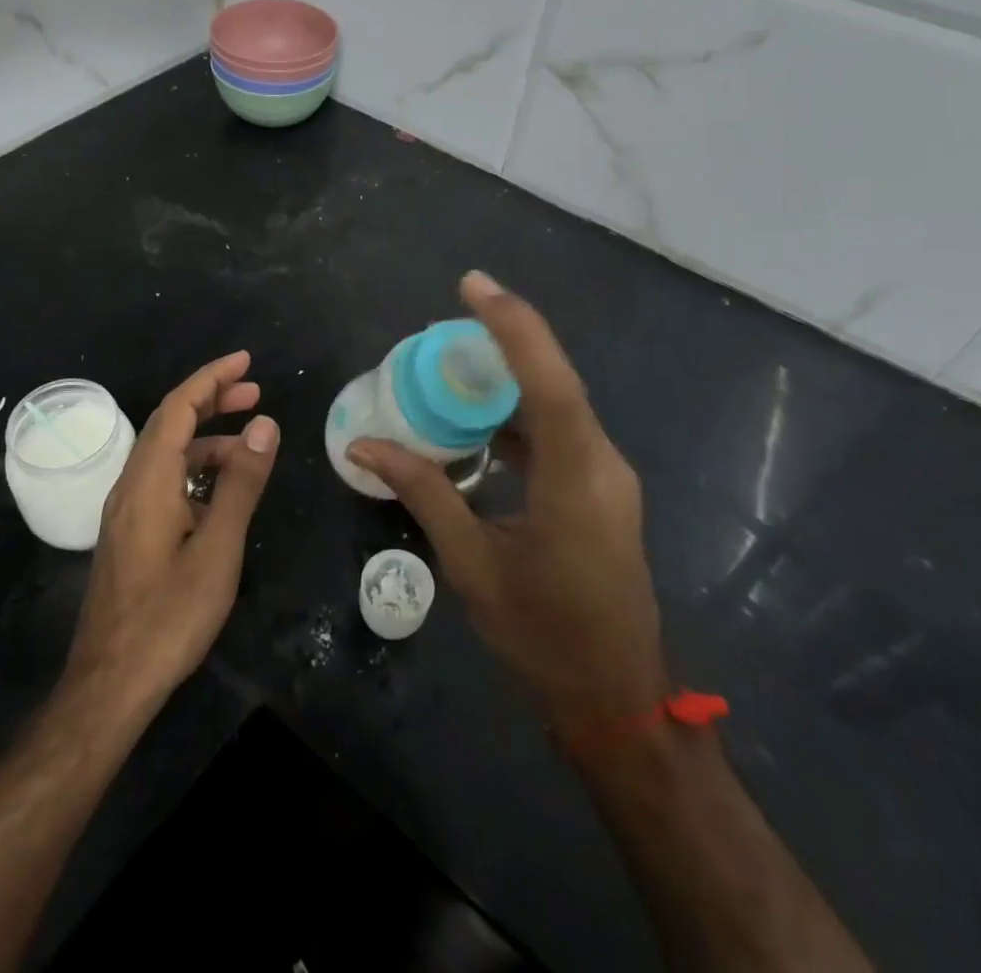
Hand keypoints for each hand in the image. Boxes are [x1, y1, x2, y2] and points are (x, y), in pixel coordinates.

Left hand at [64, 351, 278, 712]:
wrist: (110, 684)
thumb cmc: (169, 616)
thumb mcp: (218, 548)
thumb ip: (241, 484)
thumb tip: (264, 425)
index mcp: (149, 481)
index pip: (177, 408)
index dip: (211, 378)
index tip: (246, 362)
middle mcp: (130, 485)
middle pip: (168, 423)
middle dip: (211, 400)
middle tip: (255, 392)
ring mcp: (125, 511)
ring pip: (166, 454)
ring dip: (206, 438)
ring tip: (251, 446)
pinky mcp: (129, 533)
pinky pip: (163, 480)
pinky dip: (195, 468)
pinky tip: (221, 489)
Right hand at [349, 273, 668, 740]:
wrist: (615, 696)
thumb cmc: (542, 633)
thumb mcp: (472, 562)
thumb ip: (423, 491)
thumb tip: (365, 444)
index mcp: (575, 475)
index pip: (547, 378)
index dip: (511, 324)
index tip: (472, 285)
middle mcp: (601, 461)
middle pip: (555, 379)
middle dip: (505, 340)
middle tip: (449, 321)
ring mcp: (607, 475)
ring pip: (559, 404)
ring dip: (511, 379)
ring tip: (454, 367)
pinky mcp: (602, 490)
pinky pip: (560, 432)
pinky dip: (520, 416)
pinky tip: (480, 425)